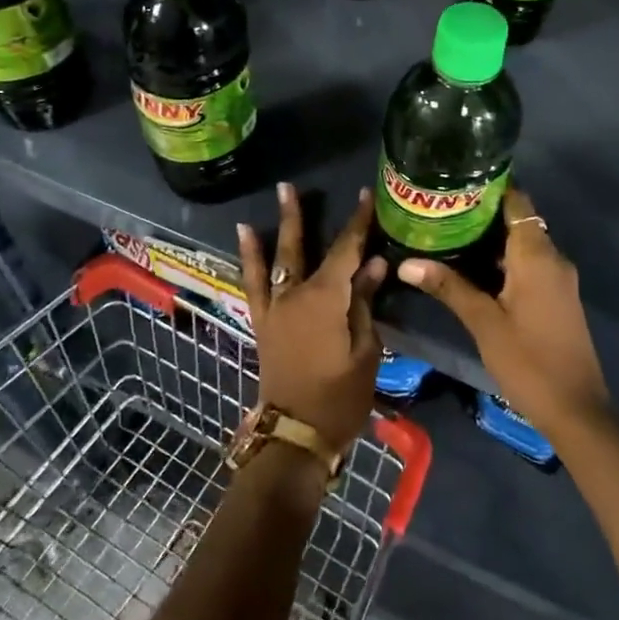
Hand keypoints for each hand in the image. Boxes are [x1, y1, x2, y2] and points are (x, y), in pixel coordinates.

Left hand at [238, 183, 387, 451]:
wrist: (296, 433)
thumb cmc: (340, 396)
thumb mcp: (365, 350)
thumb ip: (364, 304)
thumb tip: (373, 265)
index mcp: (326, 299)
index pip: (347, 251)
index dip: (358, 223)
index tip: (367, 196)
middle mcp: (296, 294)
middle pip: (302, 247)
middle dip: (301, 215)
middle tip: (293, 186)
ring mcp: (275, 307)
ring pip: (277, 258)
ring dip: (277, 227)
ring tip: (276, 198)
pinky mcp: (262, 321)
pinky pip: (253, 282)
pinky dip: (249, 258)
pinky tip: (246, 236)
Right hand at [396, 186, 608, 438]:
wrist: (575, 409)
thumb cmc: (528, 361)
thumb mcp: (483, 323)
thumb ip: (448, 287)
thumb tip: (406, 263)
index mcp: (537, 255)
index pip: (516, 202)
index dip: (488, 188)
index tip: (454, 182)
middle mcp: (552, 258)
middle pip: (516, 221)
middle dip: (480, 214)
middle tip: (438, 209)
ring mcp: (556, 279)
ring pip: (520, 245)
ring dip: (488, 239)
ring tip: (445, 233)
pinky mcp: (555, 297)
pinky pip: (526, 265)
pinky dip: (500, 260)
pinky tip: (469, 268)